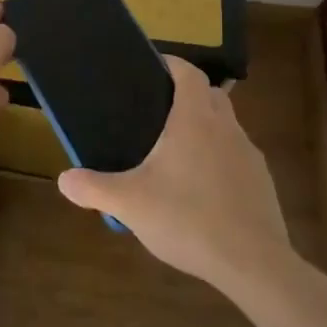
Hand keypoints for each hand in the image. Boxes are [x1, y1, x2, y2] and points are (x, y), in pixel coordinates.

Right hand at [57, 56, 293, 291]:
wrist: (252, 263)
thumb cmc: (188, 218)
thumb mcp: (129, 204)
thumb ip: (94, 188)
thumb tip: (64, 180)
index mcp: (195, 119)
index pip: (189, 73)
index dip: (172, 63)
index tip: (153, 66)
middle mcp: (226, 128)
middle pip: (210, 95)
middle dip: (188, 94)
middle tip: (157, 110)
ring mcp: (249, 155)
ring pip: (226, 127)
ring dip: (205, 129)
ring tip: (175, 153)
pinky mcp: (262, 183)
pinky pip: (236, 158)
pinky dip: (219, 160)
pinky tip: (200, 190)